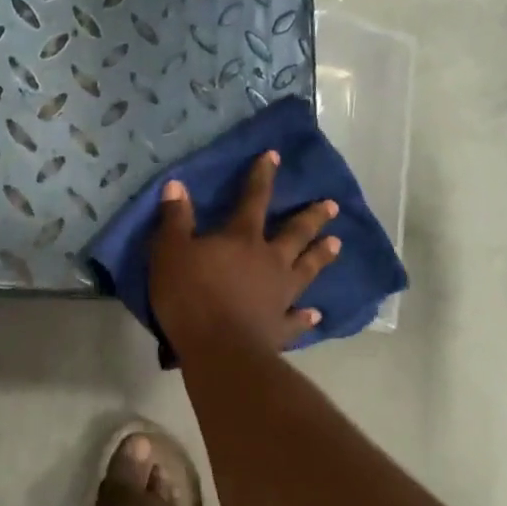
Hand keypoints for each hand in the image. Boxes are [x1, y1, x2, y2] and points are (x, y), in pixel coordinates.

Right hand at [148, 150, 342, 354]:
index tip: (274, 156)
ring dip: (320, 256)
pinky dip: (306, 316)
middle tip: (331, 205)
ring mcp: (280, 295)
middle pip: (295, 233)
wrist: (219, 348)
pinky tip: (315, 314)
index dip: (262, 176)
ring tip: (337, 244)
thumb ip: (175, 219)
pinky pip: (297, 318)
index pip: (253, 199)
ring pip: (306, 269)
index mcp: (242, 239)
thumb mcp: (170, 252)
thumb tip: (177, 185)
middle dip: (312, 217)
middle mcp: (269, 261)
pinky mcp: (280, 326)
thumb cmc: (190, 296)